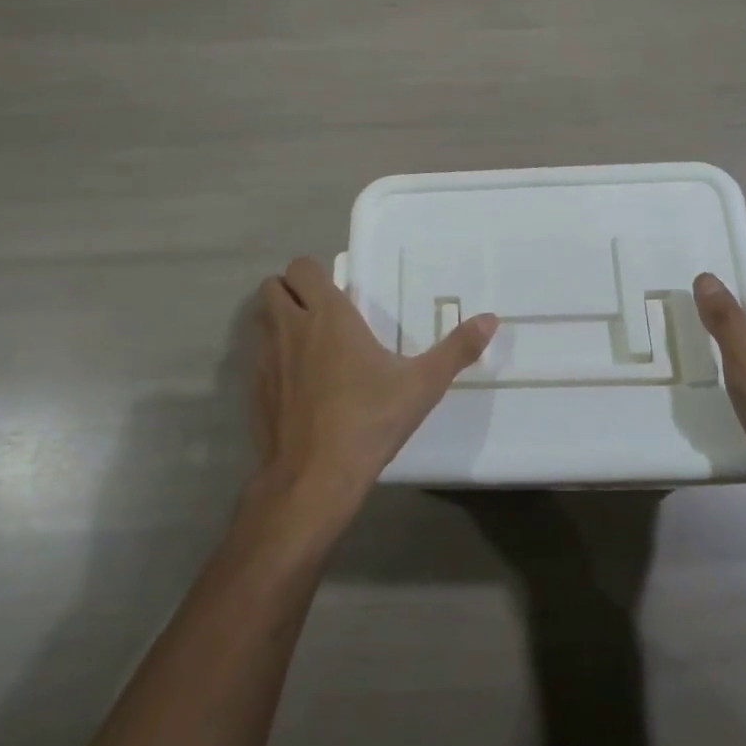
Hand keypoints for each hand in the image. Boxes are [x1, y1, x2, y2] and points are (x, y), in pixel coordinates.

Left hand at [251, 256, 498, 523]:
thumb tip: (491, 319)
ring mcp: (266, 359)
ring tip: (307, 341)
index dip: (314, 273)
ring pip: (259, 318)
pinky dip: (271, 357)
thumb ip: (456, 349)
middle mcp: (291, 327)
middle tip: (319, 310)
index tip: (338, 292)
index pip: (303, 267)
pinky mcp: (253, 390)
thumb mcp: (422, 385)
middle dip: (290, 290)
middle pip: (272, 285)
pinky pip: (256, 356)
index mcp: (328, 316)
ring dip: (276, 319)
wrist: (313, 478)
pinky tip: (296, 383)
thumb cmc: (369, 421)